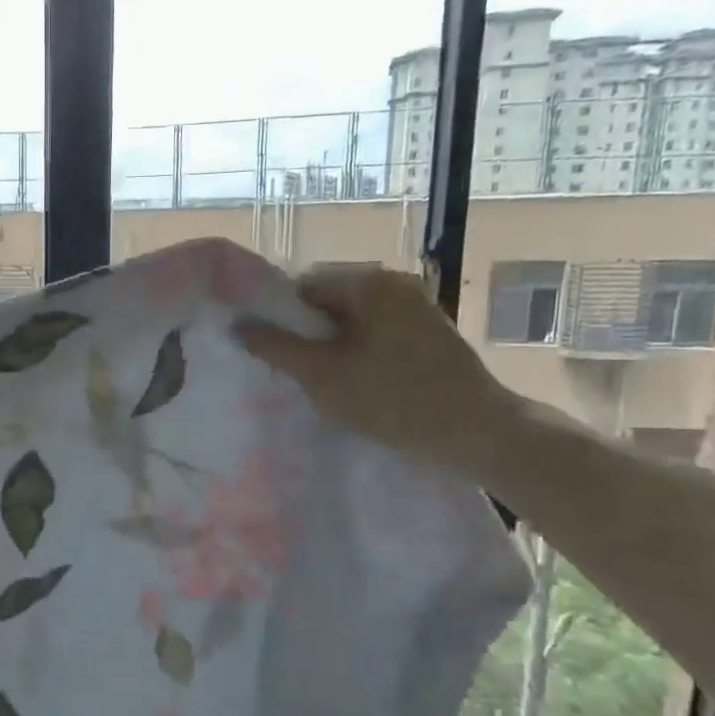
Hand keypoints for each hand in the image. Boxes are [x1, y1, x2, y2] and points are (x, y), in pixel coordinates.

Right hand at [236, 266, 523, 473]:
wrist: (476, 433)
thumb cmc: (392, 399)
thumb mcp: (321, 375)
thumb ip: (275, 347)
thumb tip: (238, 325)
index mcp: (370, 282)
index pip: (304, 285)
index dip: (280, 318)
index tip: (271, 354)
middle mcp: (395, 283)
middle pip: (328, 301)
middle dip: (306, 335)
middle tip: (295, 374)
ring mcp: (416, 307)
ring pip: (351, 321)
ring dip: (331, 348)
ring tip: (324, 384)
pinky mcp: (429, 334)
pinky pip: (375, 334)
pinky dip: (357, 354)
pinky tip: (355, 385)